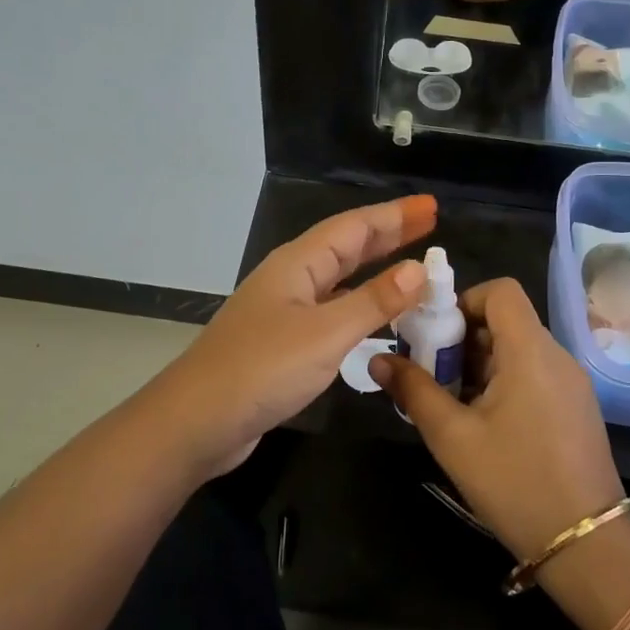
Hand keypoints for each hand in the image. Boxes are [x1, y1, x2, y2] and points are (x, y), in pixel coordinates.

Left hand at [158, 194, 437, 476]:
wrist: (198, 421)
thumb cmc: (262, 369)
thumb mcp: (325, 333)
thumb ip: (373, 301)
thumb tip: (418, 269)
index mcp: (298, 264)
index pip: (354, 227)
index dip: (394, 215)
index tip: (431, 207)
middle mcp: (291, 280)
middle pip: (346, 247)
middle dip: (388, 234)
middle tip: (429, 225)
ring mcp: (285, 312)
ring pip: (339, 280)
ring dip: (375, 270)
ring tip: (412, 266)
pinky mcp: (284, 343)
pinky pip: (332, 311)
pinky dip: (360, 306)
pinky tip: (376, 317)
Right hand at [371, 278, 622, 562]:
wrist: (587, 545)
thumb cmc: (515, 482)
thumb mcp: (453, 436)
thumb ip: (414, 390)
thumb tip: (378, 360)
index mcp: (531, 351)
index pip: (501, 291)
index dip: (464, 300)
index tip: (436, 335)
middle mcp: (557, 356)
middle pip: (506, 320)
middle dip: (462, 338)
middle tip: (431, 374)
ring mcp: (571, 383)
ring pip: (517, 349)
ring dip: (479, 363)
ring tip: (451, 402)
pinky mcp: (576, 408)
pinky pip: (533, 373)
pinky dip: (502, 381)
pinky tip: (483, 422)